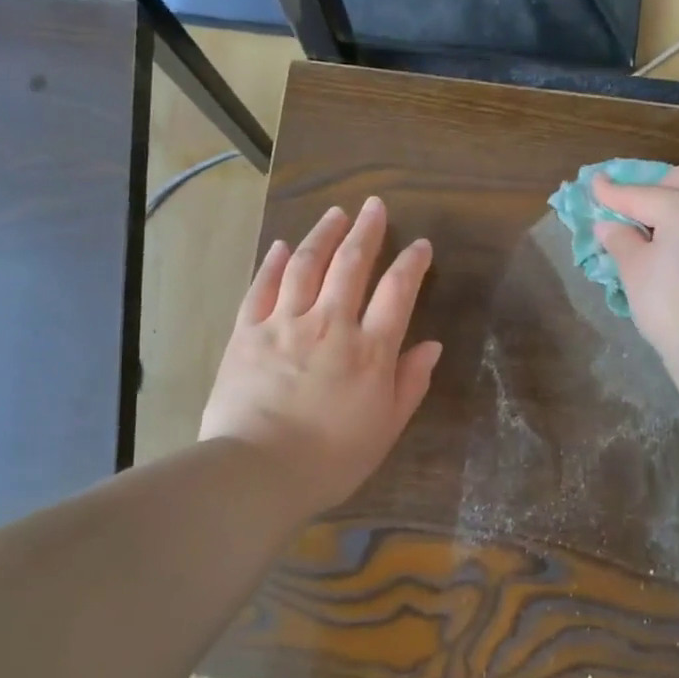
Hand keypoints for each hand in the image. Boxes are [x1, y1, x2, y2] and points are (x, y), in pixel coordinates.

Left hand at [200, 198, 442, 516]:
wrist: (258, 471)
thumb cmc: (331, 459)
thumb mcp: (385, 429)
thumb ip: (410, 383)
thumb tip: (431, 345)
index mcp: (370, 350)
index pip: (397, 292)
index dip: (411, 263)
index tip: (420, 244)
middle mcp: (330, 324)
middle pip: (351, 265)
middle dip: (367, 231)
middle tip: (374, 206)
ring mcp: (285, 323)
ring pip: (306, 265)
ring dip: (323, 235)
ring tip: (335, 213)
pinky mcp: (247, 332)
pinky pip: (262, 287)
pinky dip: (273, 263)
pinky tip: (282, 245)